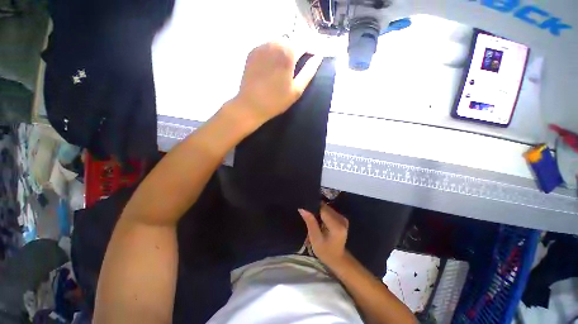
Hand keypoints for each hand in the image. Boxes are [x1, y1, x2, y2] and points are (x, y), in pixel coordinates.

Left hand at [235, 42, 322, 126]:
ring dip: (285, 49)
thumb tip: (318, 57)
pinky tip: (272, 66)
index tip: (313, 57)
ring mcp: (261, 46)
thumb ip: (309, 71)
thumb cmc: (276, 101)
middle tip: (298, 64)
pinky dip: (273, 51)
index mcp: (287, 52)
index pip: (304, 42)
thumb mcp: (297, 89)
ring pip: (278, 41)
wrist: (250, 105)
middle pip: (291, 39)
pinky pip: (267, 46)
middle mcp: (274, 43)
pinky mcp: (252, 52)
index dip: (311, 49)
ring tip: (285, 65)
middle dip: (297, 48)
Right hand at [299, 204, 348, 268]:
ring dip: (319, 212)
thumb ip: (310, 222)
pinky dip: (323, 214)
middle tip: (308, 217)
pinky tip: (320, 222)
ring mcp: (343, 218)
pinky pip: (329, 211)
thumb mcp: (315, 239)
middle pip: (325, 208)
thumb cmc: (325, 251)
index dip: (313, 208)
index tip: (304, 210)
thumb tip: (302, 208)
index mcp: (336, 226)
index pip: (323, 209)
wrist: (337, 258)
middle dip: (316, 210)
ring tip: (313, 220)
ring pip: (327, 208)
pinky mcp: (342, 218)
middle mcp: (342, 219)